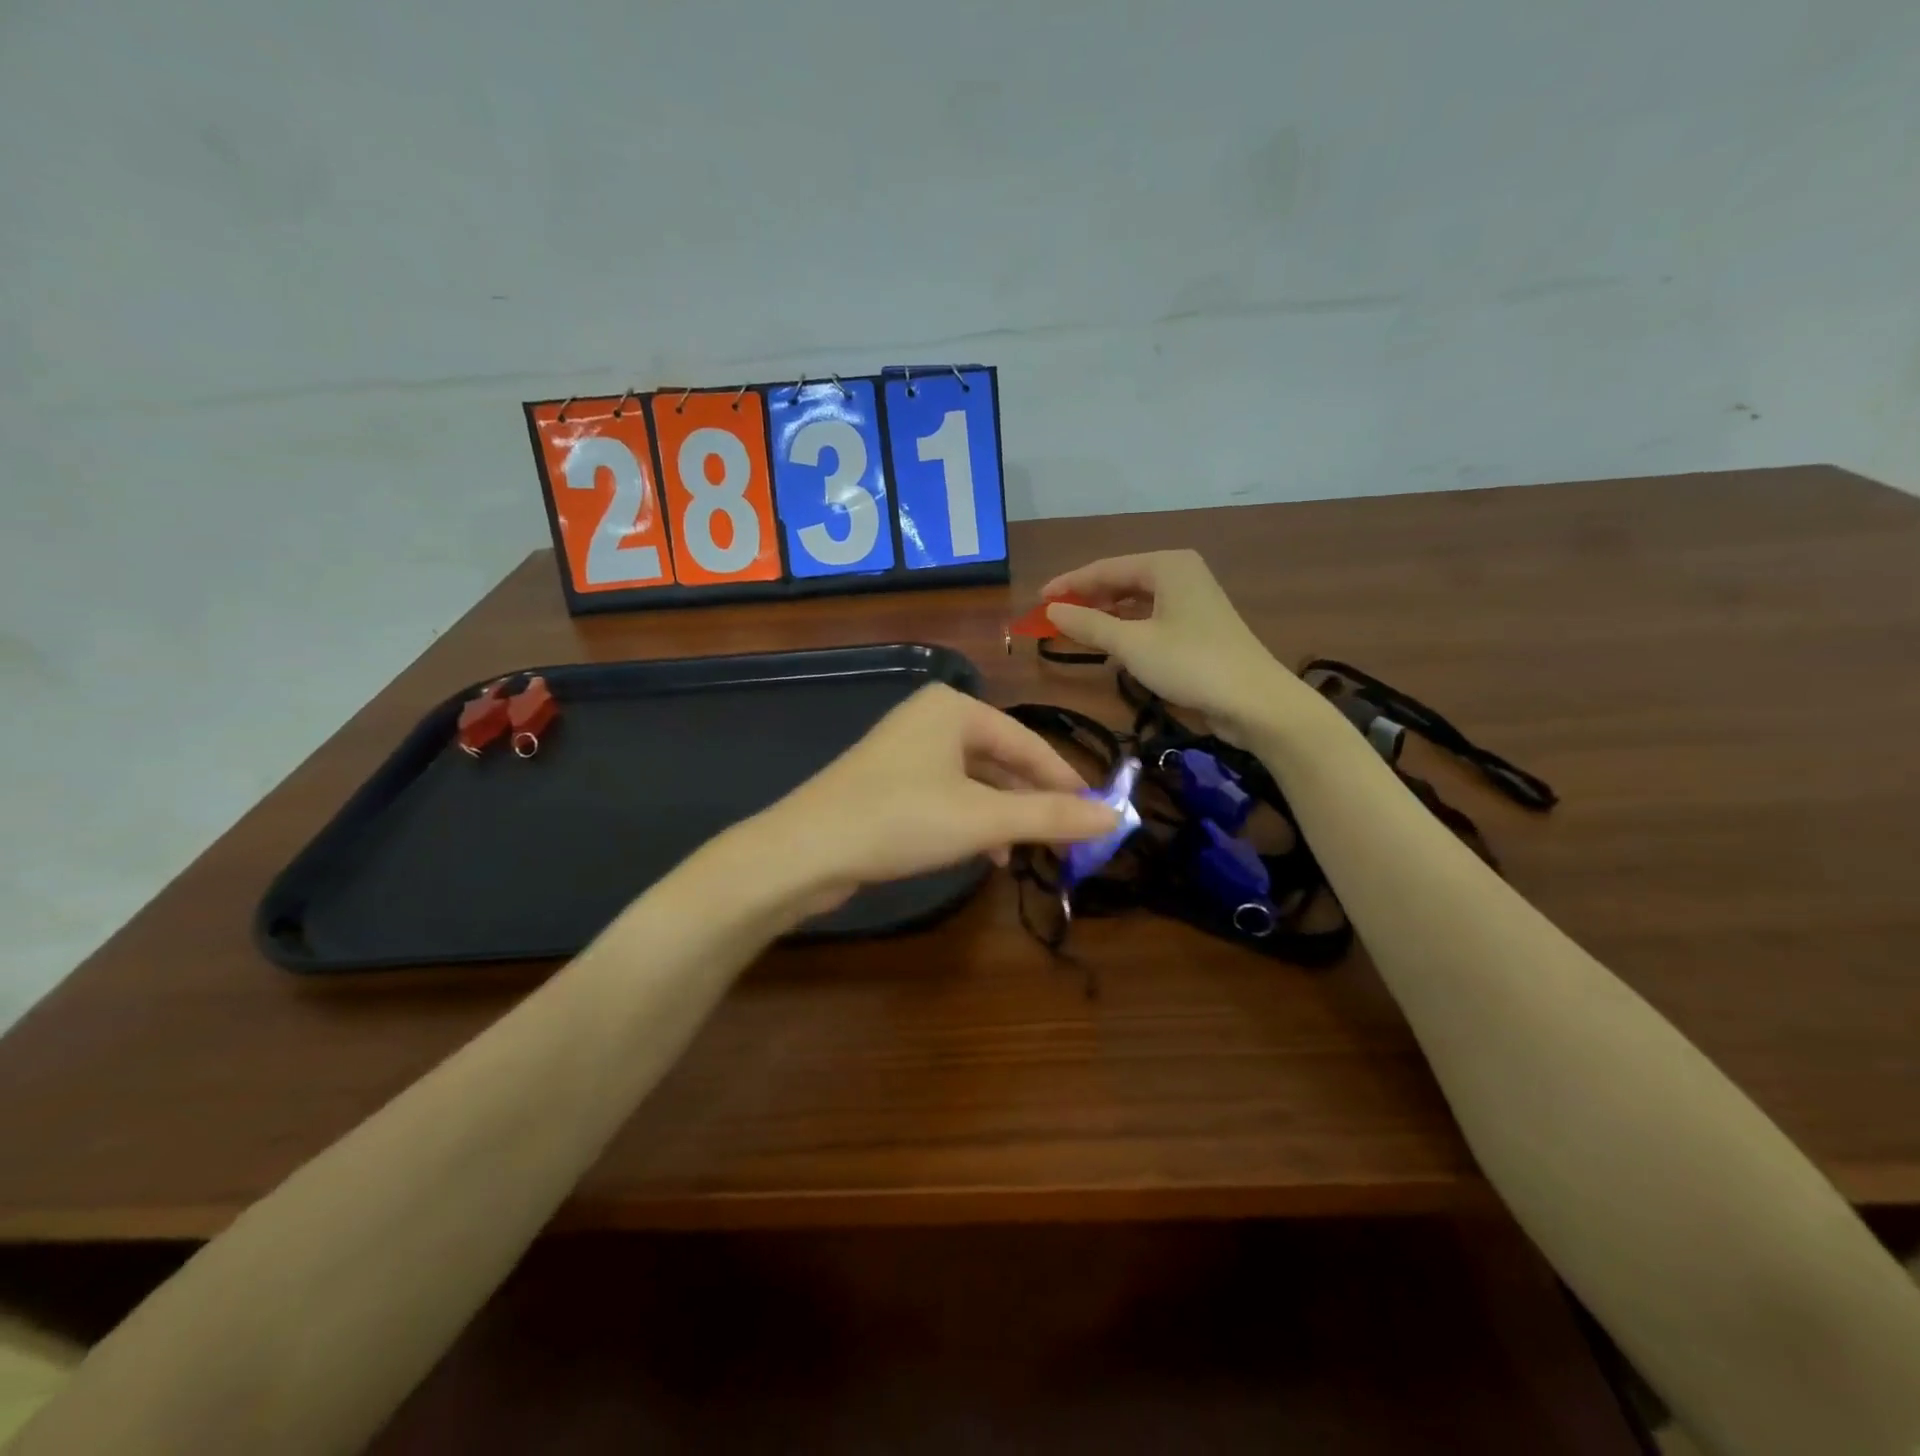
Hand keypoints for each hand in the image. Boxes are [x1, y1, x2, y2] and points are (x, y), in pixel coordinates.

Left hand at [749, 684, 1118, 913]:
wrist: (804, 851)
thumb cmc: (900, 820)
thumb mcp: (983, 819)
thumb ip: (1050, 817)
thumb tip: (1116, 818)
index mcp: (954, 708)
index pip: (1029, 742)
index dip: (1066, 781)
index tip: (1097, 815)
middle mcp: (930, 718)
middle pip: (1002, 760)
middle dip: (1033, 801)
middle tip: (1068, 838)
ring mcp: (905, 749)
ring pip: (975, 780)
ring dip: (1004, 815)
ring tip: (1027, 851)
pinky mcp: (888, 781)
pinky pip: (947, 794)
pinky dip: (971, 820)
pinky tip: (985, 852)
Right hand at [1041, 550, 1311, 741]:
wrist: (1254, 701)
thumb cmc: (1190, 664)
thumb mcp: (1132, 644)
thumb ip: (1088, 625)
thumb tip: (1051, 610)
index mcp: (1167, 565)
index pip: (1105, 568)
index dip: (1068, 585)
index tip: (1037, 601)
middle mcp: (1180, 574)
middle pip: (1120, 581)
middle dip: (1086, 599)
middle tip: (1051, 618)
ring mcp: (1191, 600)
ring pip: (1135, 601)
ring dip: (1104, 615)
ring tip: (1072, 630)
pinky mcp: (1197, 627)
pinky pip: (1150, 618)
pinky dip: (1125, 628)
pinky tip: (1108, 643)